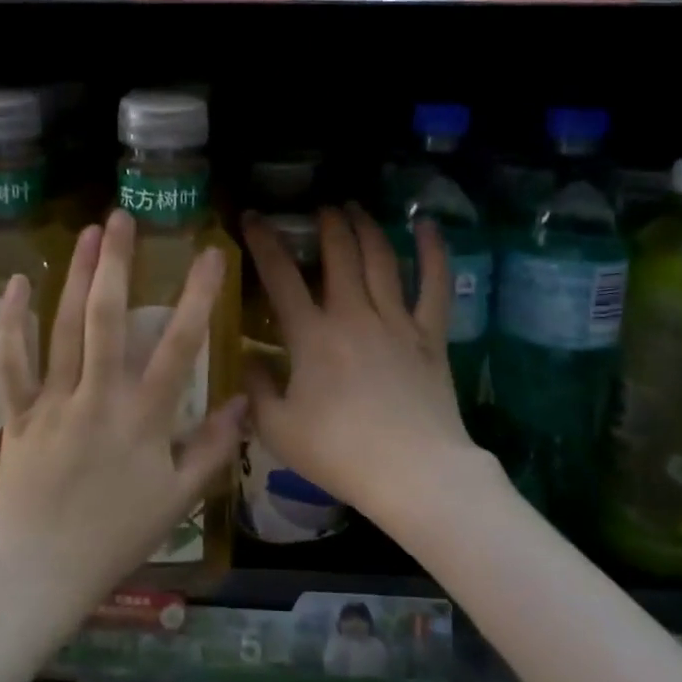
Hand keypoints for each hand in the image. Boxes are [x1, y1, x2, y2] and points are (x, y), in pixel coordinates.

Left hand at [0, 212, 243, 609]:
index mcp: (144, 418)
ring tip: (86, 234)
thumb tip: (244, 400)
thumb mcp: (178, 499)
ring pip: (62, 328)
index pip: (179, 346)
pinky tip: (16, 284)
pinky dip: (11, 323)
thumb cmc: (116, 537)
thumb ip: (213, 448)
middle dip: (116, 263)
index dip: (197, 296)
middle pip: (107, 319)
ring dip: (75, 277)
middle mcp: (99, 398)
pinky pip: (12, 363)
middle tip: (121, 218)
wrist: (40, 574)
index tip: (210, 254)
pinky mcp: (18, 413)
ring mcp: (54, 402)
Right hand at [242, 205, 498, 528]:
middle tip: (320, 208)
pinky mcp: (430, 335)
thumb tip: (247, 359)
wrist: (413, 474)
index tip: (254, 216)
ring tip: (355, 207)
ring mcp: (396, 321)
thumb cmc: (339, 453)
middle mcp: (352, 314)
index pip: (280, 275)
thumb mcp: (278, 429)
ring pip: (380, 259)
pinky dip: (433, 252)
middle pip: (339, 254)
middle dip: (327, 224)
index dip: (263, 241)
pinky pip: (434, 285)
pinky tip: (426, 226)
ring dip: (365, 228)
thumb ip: (256, 390)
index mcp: (311, 335)